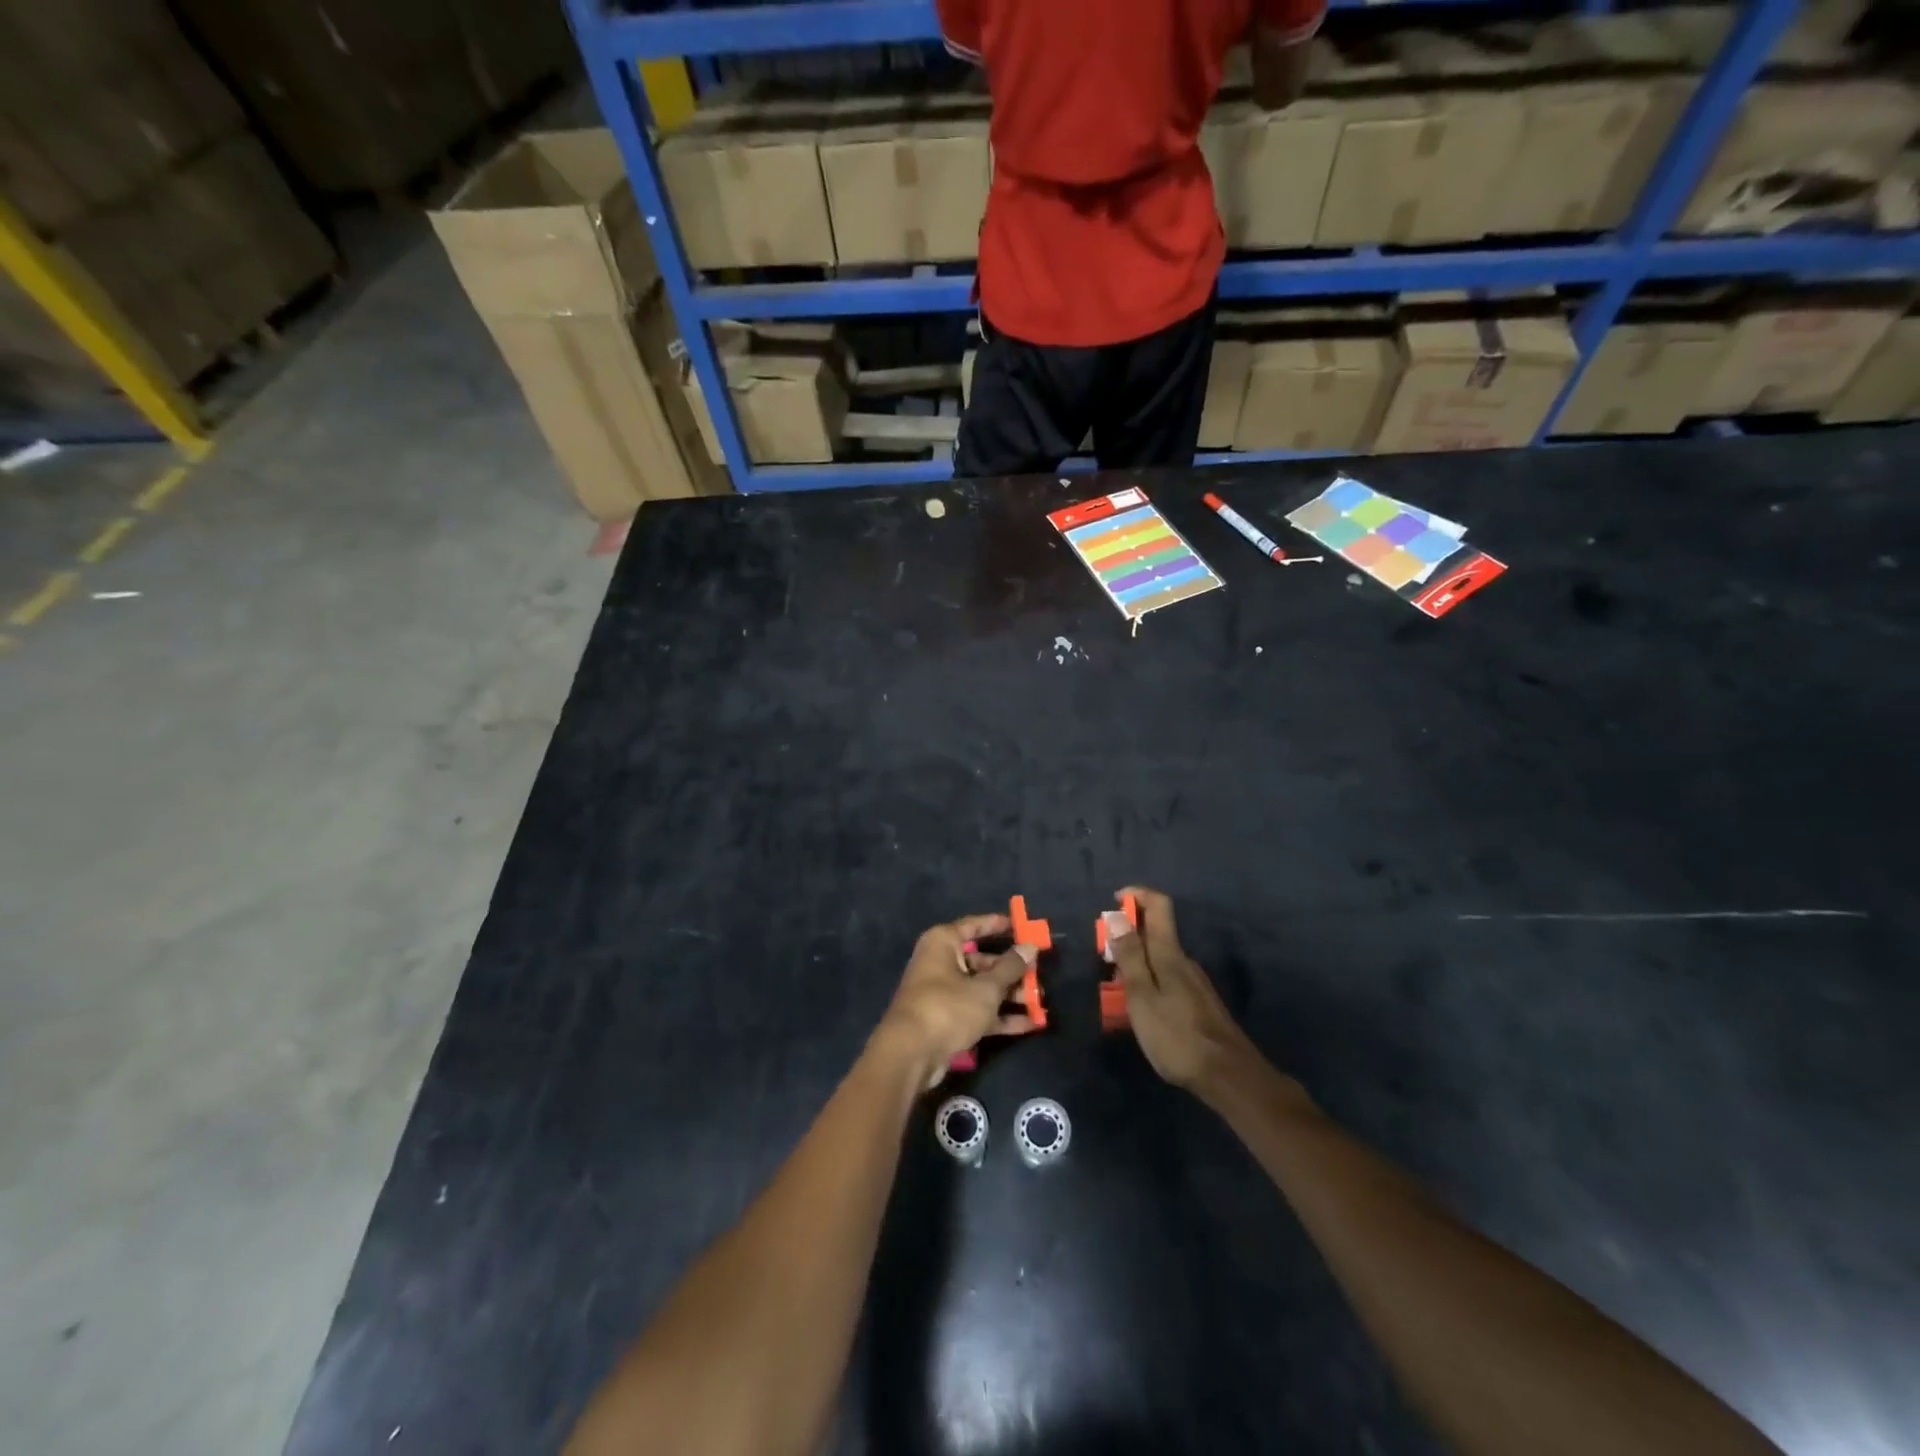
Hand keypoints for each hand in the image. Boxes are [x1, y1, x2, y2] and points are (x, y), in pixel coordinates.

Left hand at [873, 913, 1038, 1087]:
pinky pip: (977, 1011)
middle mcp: (941, 962)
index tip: (1023, 926)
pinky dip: (999, 1017)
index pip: (974, 926)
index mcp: (943, 943)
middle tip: (1039, 974)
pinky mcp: (947, 1020)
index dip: (998, 925)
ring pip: (982, 988)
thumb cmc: (948, 1008)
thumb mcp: (986, 988)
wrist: (910, 1055)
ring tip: (1040, 1002)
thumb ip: (1011, 968)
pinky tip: (1028, 1025)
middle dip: (1012, 970)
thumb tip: (1030, 946)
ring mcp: (943, 993)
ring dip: (1009, 996)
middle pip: (982, 961)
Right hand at [1104, 887, 1260, 1097]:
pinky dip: (1149, 979)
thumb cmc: (1177, 1036)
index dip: (1136, 895)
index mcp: (1170, 954)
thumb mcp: (1142, 996)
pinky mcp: (1199, 1003)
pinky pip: (1168, 977)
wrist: (1228, 1076)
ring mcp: (1195, 982)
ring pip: (1160, 958)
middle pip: (1156, 932)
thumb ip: (1129, 956)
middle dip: (1128, 934)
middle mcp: (1185, 961)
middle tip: (1104, 958)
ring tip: (1116, 987)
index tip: (1113, 902)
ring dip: (1136, 960)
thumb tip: (1116, 915)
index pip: (1159, 905)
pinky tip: (1141, 1008)